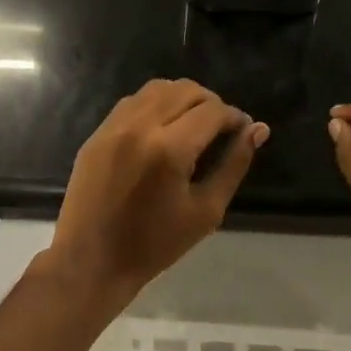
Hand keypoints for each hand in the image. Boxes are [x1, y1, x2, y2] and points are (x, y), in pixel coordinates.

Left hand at [47, 79, 267, 304]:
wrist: (92, 261)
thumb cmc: (156, 245)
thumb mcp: (206, 210)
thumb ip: (234, 165)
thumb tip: (258, 130)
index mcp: (170, 149)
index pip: (212, 111)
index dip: (234, 116)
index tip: (243, 130)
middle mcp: (140, 127)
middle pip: (185, 90)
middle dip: (211, 103)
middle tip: (221, 128)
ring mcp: (113, 127)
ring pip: (157, 88)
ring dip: (182, 98)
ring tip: (193, 124)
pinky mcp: (97, 134)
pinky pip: (132, 102)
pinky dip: (155, 105)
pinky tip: (163, 129)